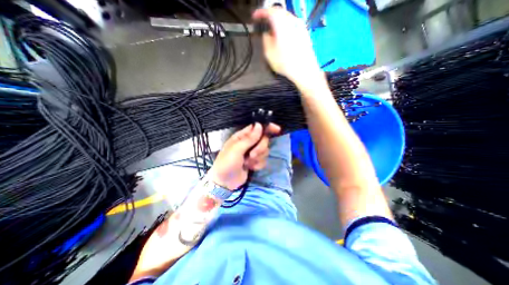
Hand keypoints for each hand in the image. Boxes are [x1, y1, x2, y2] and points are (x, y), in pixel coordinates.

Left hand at [209, 123, 282, 190]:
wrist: (225, 182)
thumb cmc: (227, 163)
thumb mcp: (236, 150)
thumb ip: (249, 138)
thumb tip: (259, 125)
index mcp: (242, 136)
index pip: (257, 127)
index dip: (267, 127)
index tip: (276, 129)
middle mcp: (248, 143)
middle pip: (264, 139)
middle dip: (260, 148)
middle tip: (251, 155)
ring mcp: (252, 152)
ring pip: (265, 150)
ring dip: (258, 158)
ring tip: (247, 163)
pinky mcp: (255, 162)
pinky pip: (264, 160)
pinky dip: (257, 165)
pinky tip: (249, 168)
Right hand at [253, 7, 323, 86]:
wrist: (304, 70)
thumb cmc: (288, 63)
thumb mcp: (269, 53)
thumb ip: (265, 40)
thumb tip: (266, 35)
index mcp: (281, 24)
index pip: (269, 11)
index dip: (260, 13)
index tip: (256, 16)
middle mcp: (292, 21)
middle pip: (279, 12)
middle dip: (270, 17)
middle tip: (264, 23)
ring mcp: (300, 26)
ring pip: (286, 18)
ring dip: (278, 22)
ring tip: (273, 32)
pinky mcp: (304, 33)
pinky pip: (292, 25)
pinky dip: (285, 28)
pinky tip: (283, 38)